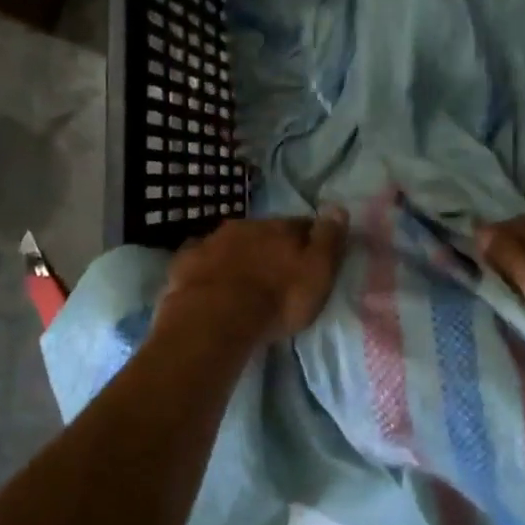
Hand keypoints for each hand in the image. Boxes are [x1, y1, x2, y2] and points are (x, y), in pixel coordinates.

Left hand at [156, 209, 348, 345]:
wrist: (215, 318)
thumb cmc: (277, 298)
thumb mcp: (317, 272)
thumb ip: (328, 239)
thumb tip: (338, 206)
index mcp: (280, 228)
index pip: (301, 225)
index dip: (309, 238)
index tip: (311, 254)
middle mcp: (246, 226)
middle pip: (264, 232)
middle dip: (270, 246)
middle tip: (276, 270)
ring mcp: (211, 241)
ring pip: (231, 243)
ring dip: (240, 255)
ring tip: (244, 280)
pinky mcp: (186, 262)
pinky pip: (201, 259)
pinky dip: (209, 268)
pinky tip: (211, 283)